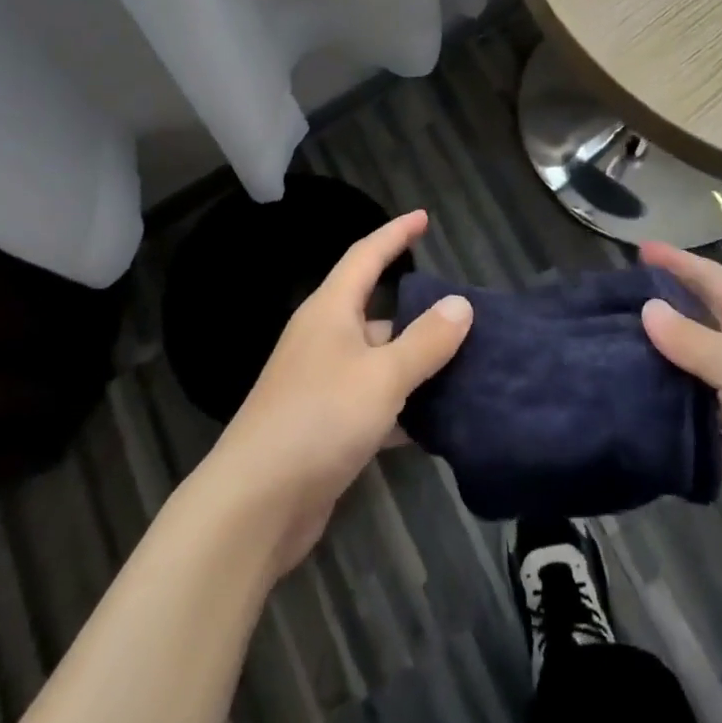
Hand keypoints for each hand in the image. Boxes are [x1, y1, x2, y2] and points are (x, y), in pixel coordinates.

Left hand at [206, 210, 472, 575]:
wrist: (255, 505)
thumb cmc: (319, 420)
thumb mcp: (382, 376)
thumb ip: (425, 341)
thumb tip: (461, 304)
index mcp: (330, 311)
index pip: (366, 256)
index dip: (395, 234)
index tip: (423, 217)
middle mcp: (324, 339)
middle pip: (378, 312)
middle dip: (419, 313)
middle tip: (466, 314)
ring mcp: (322, 384)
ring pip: (379, 361)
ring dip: (416, 364)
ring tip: (466, 367)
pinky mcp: (325, 426)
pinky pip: (374, 402)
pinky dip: (403, 408)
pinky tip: (437, 424)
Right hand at [639, 242, 721, 583]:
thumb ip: (691, 338)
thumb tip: (647, 308)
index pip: (712, 279)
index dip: (678, 261)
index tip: (640, 247)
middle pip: (697, 320)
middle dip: (660, 306)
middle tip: (609, 299)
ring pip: (689, 368)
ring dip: (655, 357)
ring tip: (604, 346)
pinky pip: (690, 412)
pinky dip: (663, 403)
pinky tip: (627, 398)